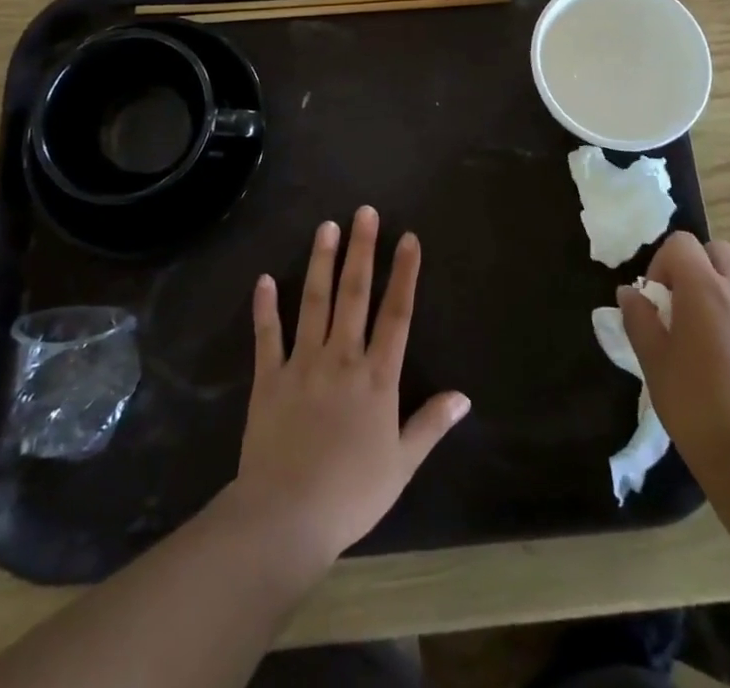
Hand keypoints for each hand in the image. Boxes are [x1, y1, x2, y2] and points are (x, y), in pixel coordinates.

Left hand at [230, 207, 469, 565]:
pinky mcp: (269, 378)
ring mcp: (302, 364)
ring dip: (321, 262)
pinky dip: (265, 307)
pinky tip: (265, 279)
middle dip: (362, 250)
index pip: (397, 314)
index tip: (409, 238)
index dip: (404, 274)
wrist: (286, 517)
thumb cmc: (351, 493)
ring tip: (326, 226)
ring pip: (314, 302)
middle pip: (354, 294)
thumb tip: (464, 396)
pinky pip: (267, 336)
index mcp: (377, 377)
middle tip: (364, 212)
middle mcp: (342, 358)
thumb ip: (431, 424)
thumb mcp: (402, 464)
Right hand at [620, 232, 729, 491]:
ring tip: (703, 338)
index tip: (655, 299)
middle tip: (679, 306)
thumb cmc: (695, 405)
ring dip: (718, 292)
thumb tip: (629, 293)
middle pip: (717, 251)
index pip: (681, 243)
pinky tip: (729, 364)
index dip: (662, 263)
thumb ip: (639, 319)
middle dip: (695, 267)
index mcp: (704, 288)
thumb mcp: (653, 361)